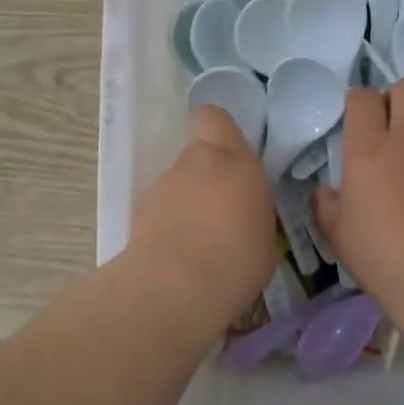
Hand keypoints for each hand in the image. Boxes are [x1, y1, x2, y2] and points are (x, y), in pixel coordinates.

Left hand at [127, 104, 276, 328]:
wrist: (177, 286)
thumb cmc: (238, 257)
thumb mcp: (266, 234)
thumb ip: (253, 210)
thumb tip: (244, 212)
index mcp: (233, 160)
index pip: (215, 119)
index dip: (219, 132)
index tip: (232, 156)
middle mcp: (194, 163)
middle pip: (198, 157)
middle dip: (208, 178)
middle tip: (223, 213)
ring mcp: (162, 186)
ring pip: (177, 185)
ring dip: (187, 204)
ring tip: (201, 244)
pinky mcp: (138, 214)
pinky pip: (160, 212)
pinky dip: (168, 227)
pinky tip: (180, 258)